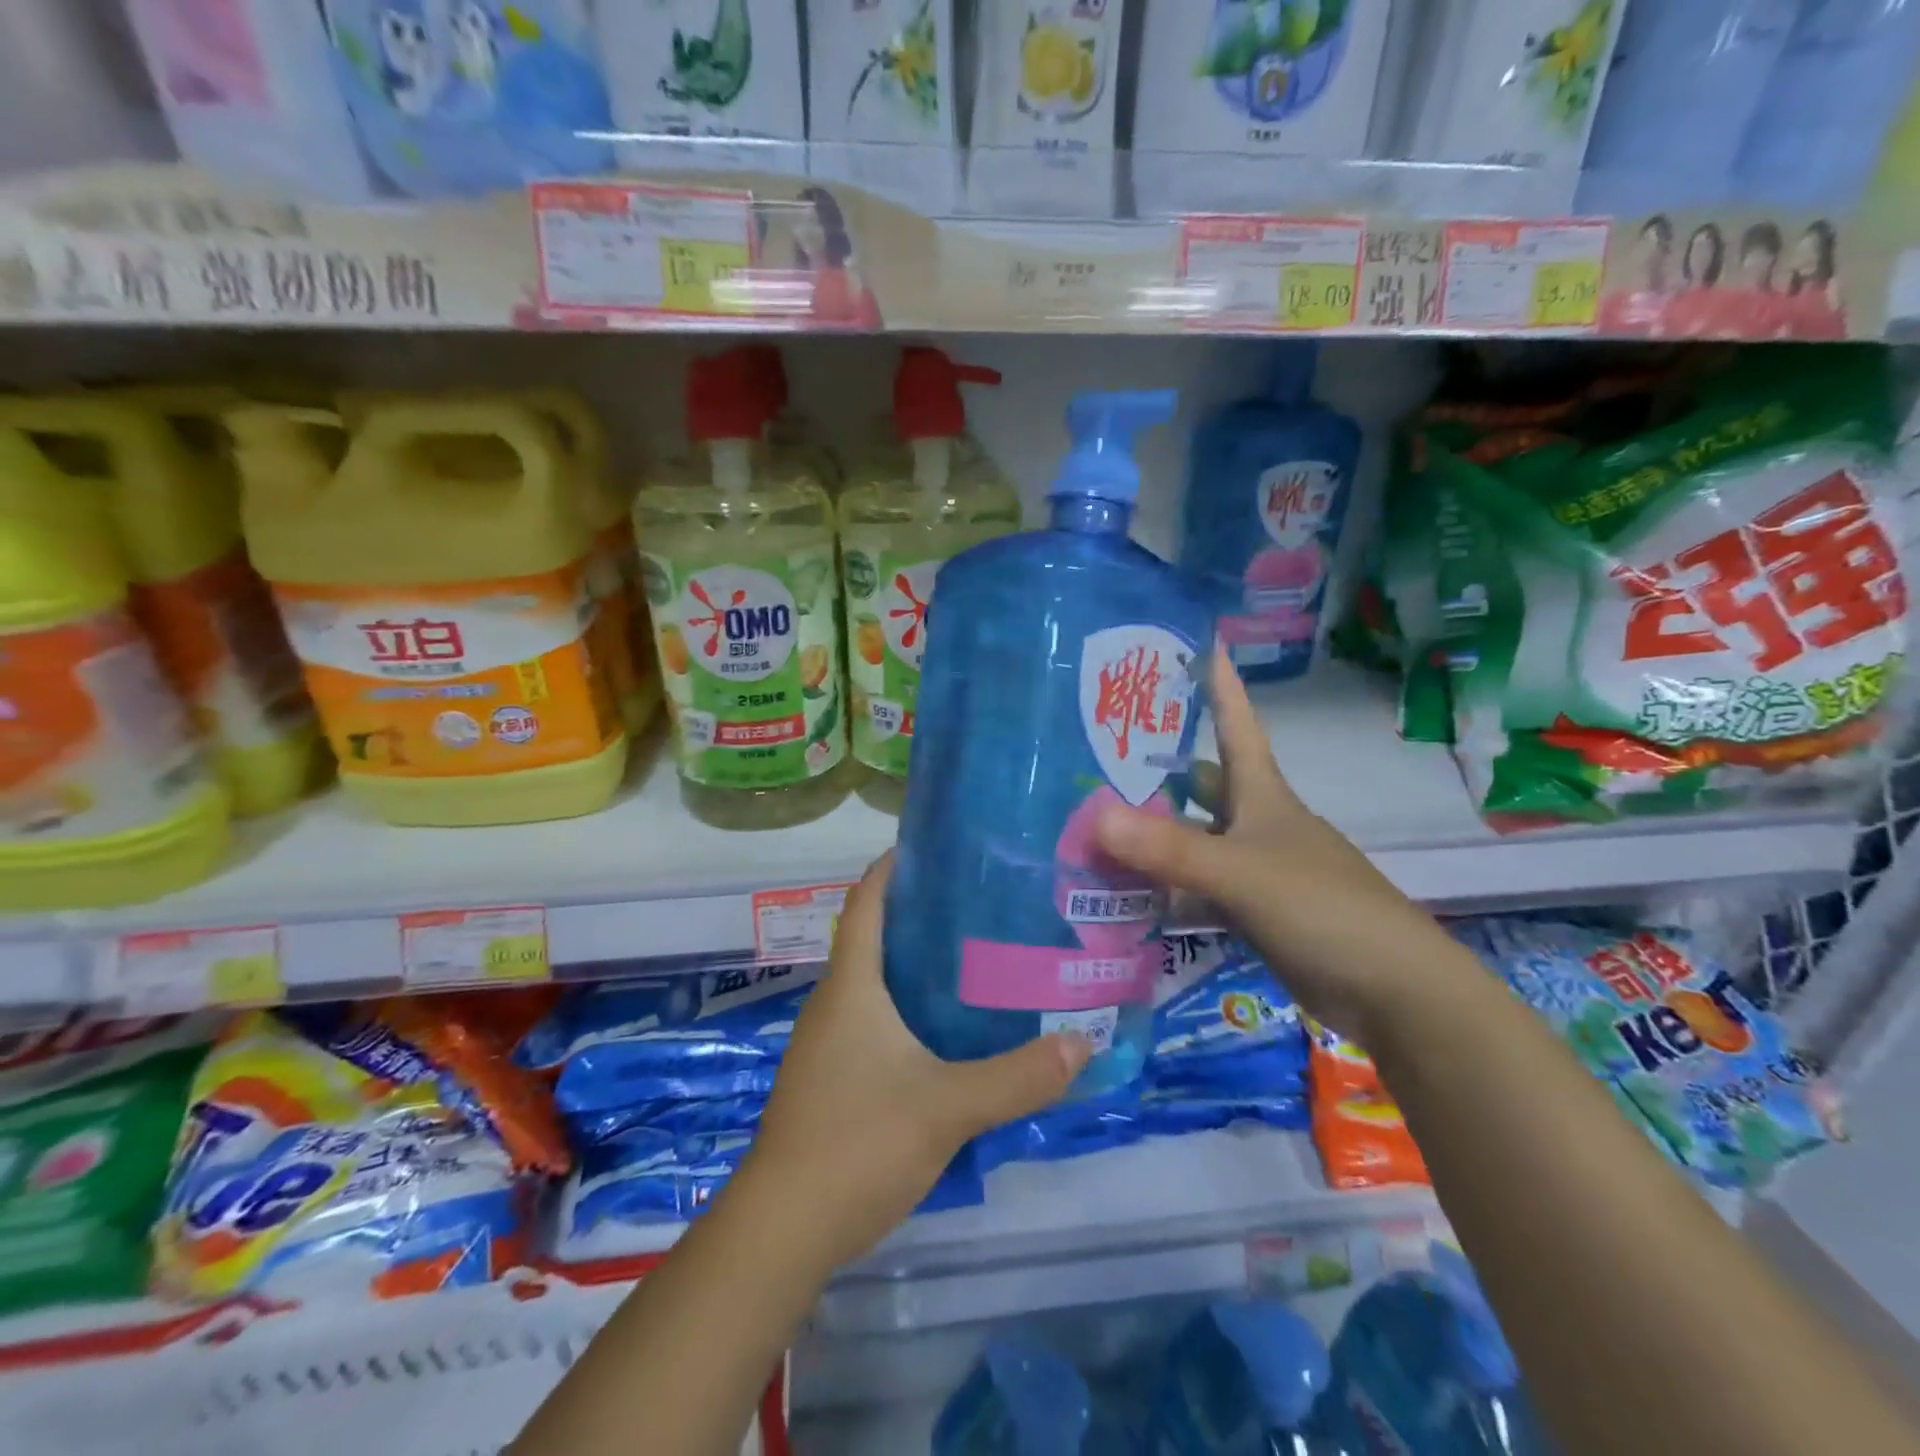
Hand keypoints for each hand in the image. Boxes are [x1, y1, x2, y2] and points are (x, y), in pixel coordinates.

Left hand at [742, 853, 1092, 1269]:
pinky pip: (877, 1022)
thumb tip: (1083, 1042)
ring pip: (878, 984)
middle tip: (984, 904)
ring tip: (980, 958)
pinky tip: (952, 1030)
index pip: (866, 902)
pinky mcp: (835, 1079)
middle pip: (876, 937)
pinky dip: (912, 1010)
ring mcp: (830, 1044)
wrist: (783, 1228)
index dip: (893, 867)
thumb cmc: (857, 1141)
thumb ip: (1017, 1076)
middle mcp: (835, 1003)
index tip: (938, 846)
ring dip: (919, 966)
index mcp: (852, 986)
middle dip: (922, 915)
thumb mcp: (947, 1106)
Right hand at [1093, 644, 1454, 1044]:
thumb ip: (1170, 849)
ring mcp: (1253, 870)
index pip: (1236, 725)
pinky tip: (1122, 894)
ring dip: (1150, 836)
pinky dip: (1162, 890)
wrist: (1392, 993)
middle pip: (1202, 784)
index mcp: (1263, 796)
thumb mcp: (1243, 873)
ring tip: (1090, 824)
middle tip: (1095, 757)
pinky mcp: (1250, 914)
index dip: (1218, 685)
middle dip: (1156, 770)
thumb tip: (1095, 815)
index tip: (1194, 643)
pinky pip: (1194, 890)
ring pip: (1192, 840)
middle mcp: (1256, 824)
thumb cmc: (1325, 909)